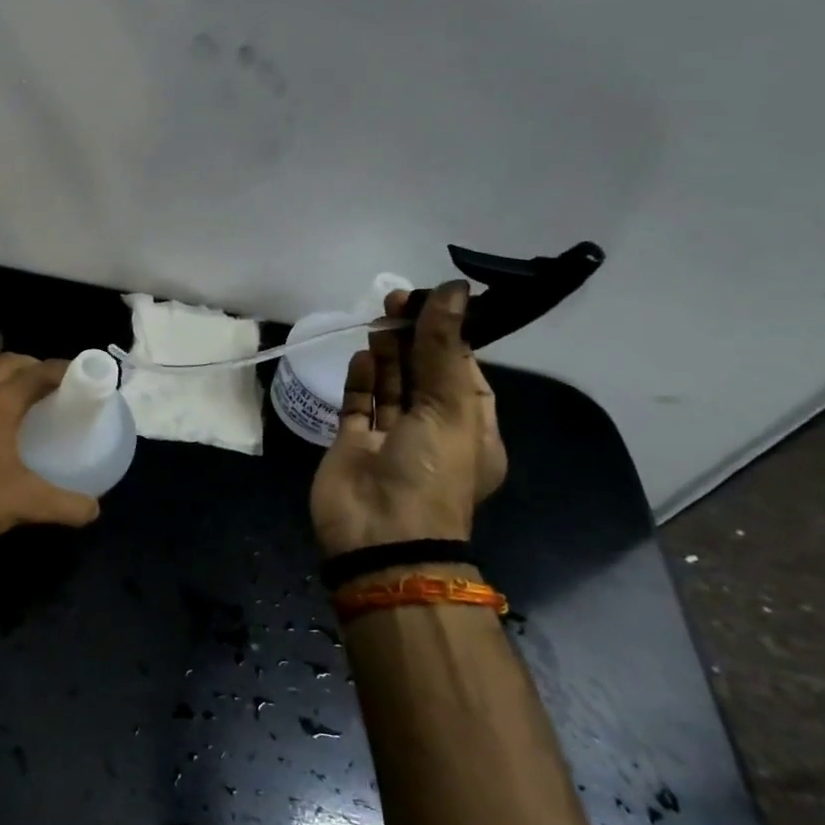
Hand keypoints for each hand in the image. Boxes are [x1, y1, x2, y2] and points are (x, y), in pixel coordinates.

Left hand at [0, 354, 101, 547]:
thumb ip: (66, 505)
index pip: (38, 371)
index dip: (66, 370)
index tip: (87, 379)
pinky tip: (4, 429)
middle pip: (11, 363)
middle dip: (38, 368)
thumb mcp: (27, 503)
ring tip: (35, 405)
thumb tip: (93, 509)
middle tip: (61, 390)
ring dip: (13, 382)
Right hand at [309, 281, 507, 557]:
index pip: (464, 370)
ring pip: (392, 386)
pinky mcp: (353, 444)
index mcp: (471, 428)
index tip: (432, 300)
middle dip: (414, 337)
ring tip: (379, 321)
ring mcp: (390, 438)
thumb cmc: (430, 471)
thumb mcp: (450, 406)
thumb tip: (453, 288)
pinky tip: (361, 355)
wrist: (380, 536)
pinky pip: (359, 404)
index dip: (449, 334)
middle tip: (397, 301)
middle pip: (424, 373)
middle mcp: (432, 430)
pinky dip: (361, 379)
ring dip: (388, 354)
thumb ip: (444, 345)